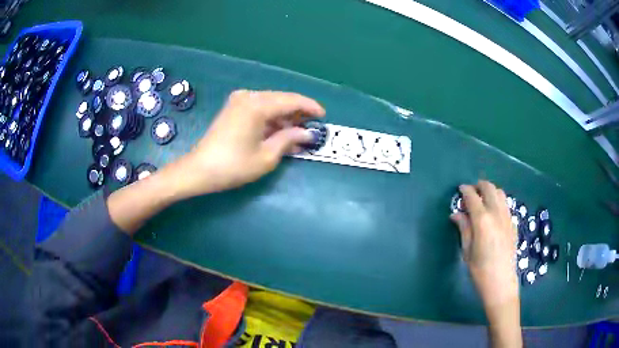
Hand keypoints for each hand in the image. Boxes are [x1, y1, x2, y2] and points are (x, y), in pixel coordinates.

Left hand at [173, 90, 325, 196]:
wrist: (199, 170)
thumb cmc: (233, 166)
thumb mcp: (266, 156)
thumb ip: (289, 139)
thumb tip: (307, 133)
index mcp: (257, 105)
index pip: (291, 101)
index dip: (310, 107)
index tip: (323, 116)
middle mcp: (248, 96)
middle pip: (281, 99)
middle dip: (298, 113)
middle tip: (311, 127)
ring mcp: (238, 101)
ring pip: (270, 104)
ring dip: (284, 117)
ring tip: (298, 133)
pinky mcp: (233, 108)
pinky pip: (259, 108)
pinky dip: (271, 119)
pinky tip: (279, 131)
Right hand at [450, 181, 518, 309]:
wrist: (501, 282)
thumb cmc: (479, 270)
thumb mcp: (467, 250)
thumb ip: (463, 228)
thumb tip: (456, 214)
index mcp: (482, 220)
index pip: (472, 196)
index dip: (465, 190)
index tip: (460, 190)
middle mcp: (496, 213)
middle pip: (489, 188)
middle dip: (479, 186)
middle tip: (471, 193)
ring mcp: (507, 217)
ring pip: (500, 193)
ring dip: (490, 191)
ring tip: (483, 200)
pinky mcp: (513, 223)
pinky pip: (506, 204)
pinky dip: (498, 201)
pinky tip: (493, 214)